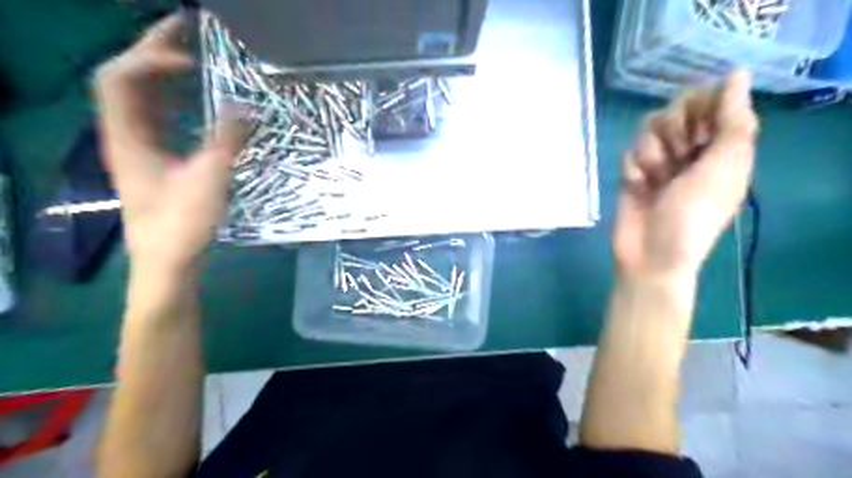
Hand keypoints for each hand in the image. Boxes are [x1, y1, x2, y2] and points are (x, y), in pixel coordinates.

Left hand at [98, 13, 249, 274]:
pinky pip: (154, 115)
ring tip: (192, 57)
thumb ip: (227, 139)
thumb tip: (245, 108)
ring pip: (139, 96)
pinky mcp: (152, 158)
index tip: (191, 58)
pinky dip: (171, 99)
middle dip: (153, 51)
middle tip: (188, 33)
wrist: (166, 260)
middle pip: (126, 78)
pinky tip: (193, 99)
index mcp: (127, 136)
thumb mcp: (210, 178)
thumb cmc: (182, 222)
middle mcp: (124, 134)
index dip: (150, 58)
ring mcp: (136, 146)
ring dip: (161, 73)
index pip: (120, 77)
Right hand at [614, 72, 757, 278]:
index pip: (716, 100)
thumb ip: (732, 121)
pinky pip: (630, 150)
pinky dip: (633, 167)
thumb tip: (736, 73)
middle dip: (674, 129)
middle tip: (678, 155)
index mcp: (723, 148)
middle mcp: (692, 149)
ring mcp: (661, 161)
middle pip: (679, 107)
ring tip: (654, 177)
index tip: (699, 126)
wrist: (649, 254)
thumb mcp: (721, 169)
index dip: (704, 105)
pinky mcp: (634, 171)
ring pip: (650, 127)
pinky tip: (637, 186)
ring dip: (651, 151)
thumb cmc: (691, 217)